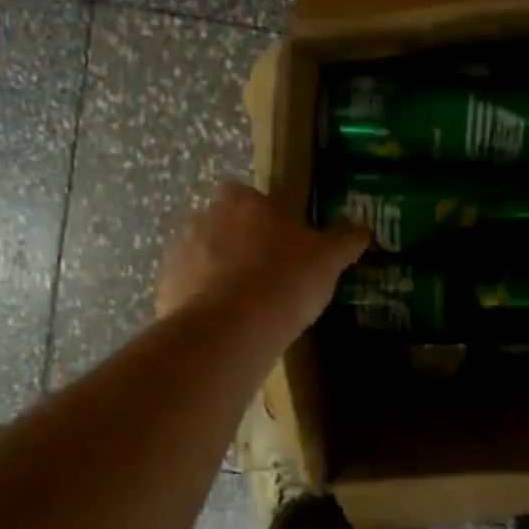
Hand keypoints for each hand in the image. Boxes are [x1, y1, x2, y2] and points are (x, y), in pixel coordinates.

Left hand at [157, 183, 367, 337]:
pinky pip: (191, 291)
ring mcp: (178, 253)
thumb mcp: (328, 259)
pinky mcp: (164, 289)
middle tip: (271, 278)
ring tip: (250, 308)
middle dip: (244, 247)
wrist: (229, 330)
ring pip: (206, 259)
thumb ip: (345, 239)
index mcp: (241, 199)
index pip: (256, 199)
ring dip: (223, 275)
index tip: (288, 248)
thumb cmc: (283, 279)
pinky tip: (228, 327)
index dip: (272, 222)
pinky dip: (206, 304)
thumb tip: (363, 229)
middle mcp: (203, 216)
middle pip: (227, 227)